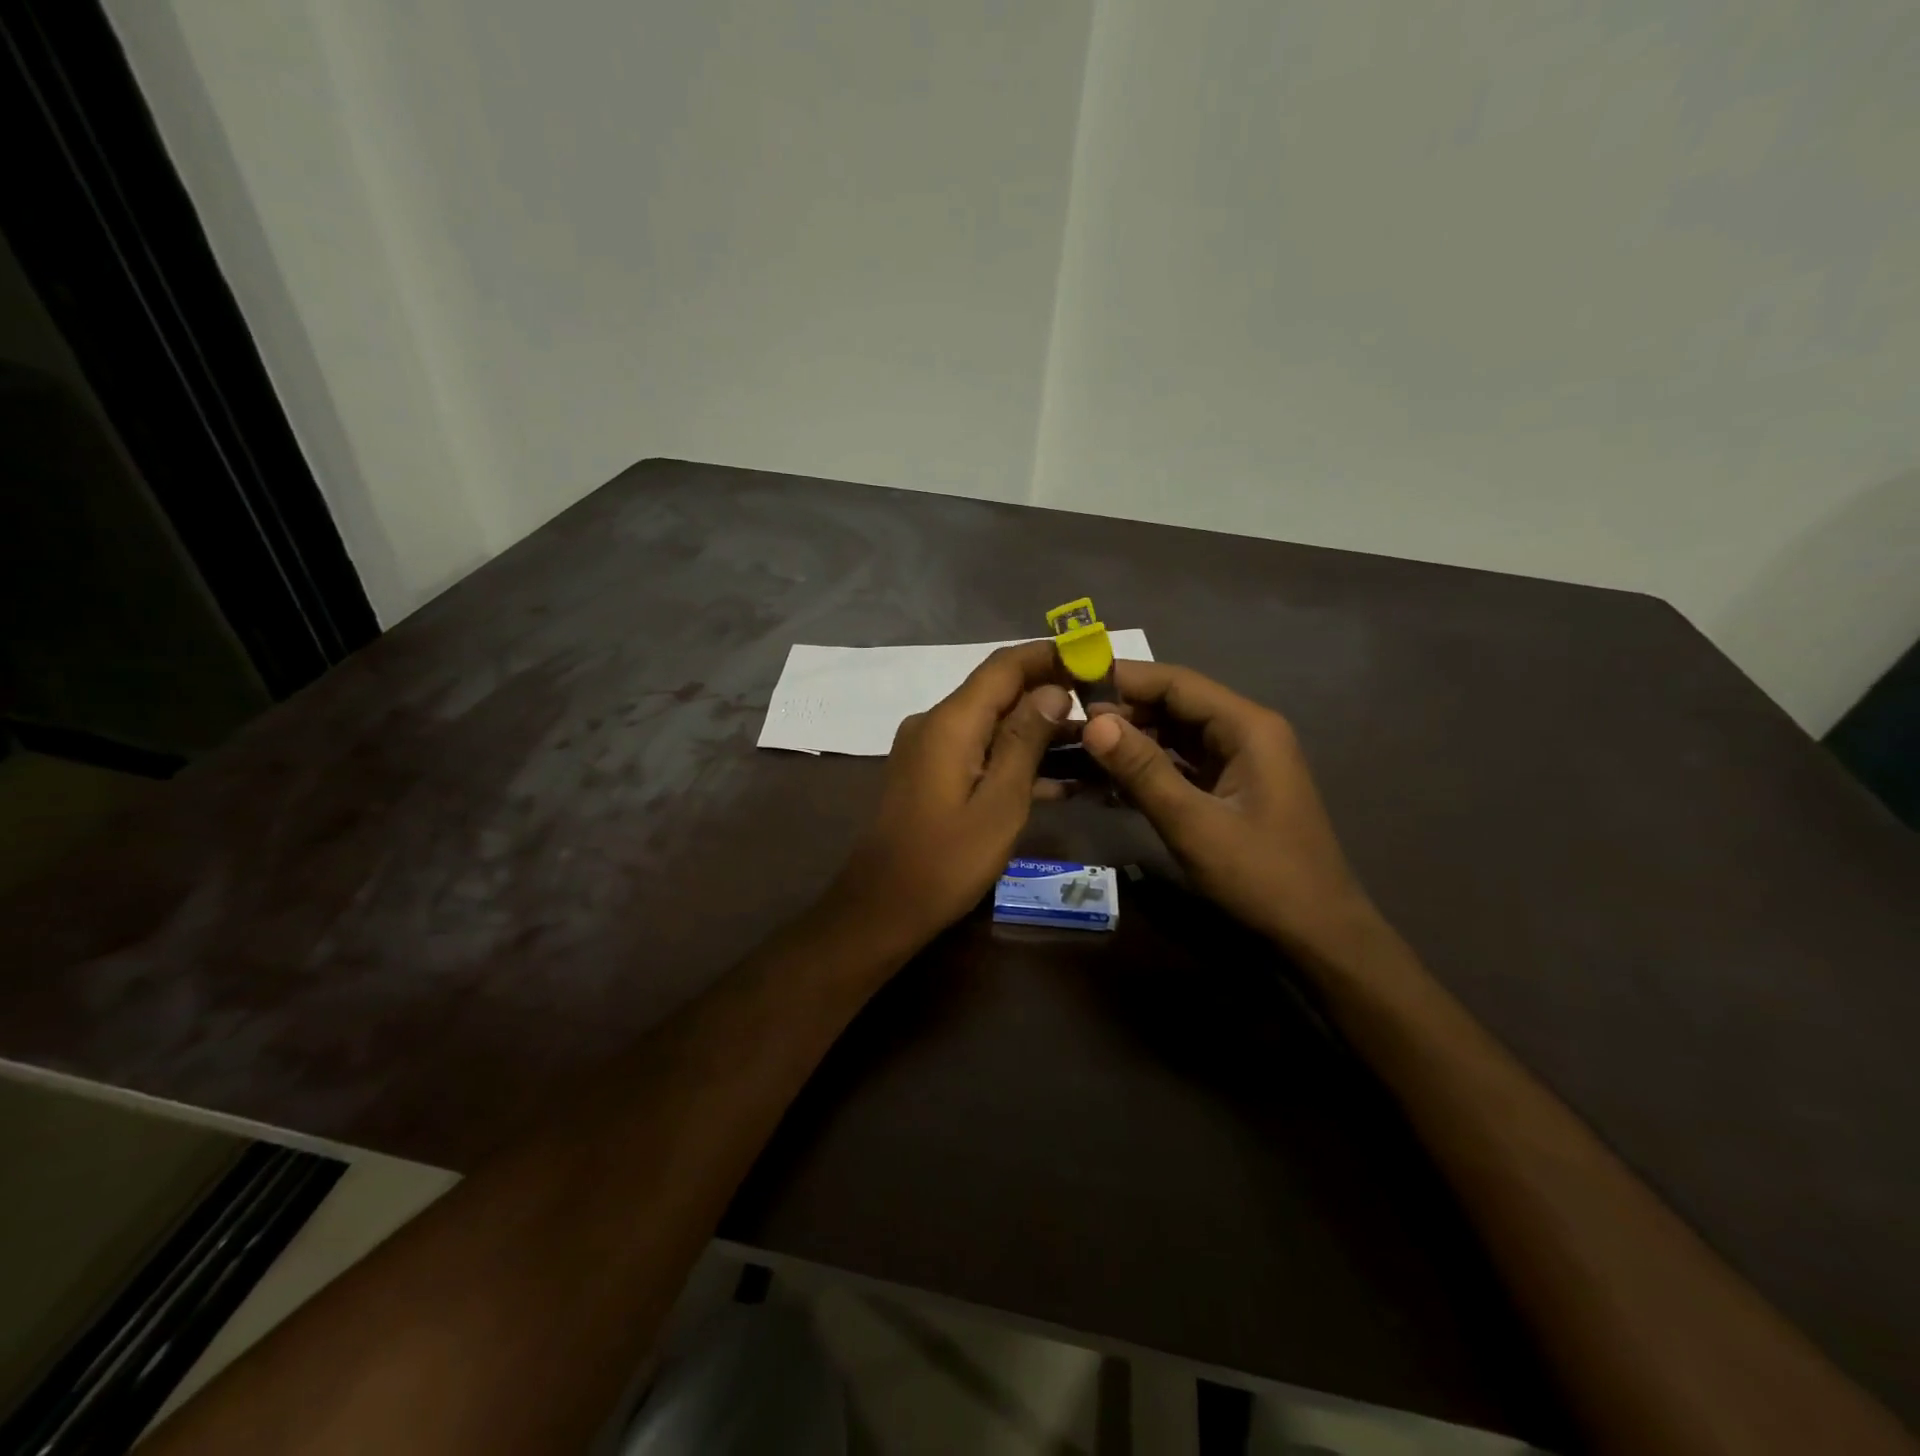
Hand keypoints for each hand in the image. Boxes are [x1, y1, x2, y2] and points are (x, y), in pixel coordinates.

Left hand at [827, 641, 1070, 952]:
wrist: (883, 907)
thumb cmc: (946, 861)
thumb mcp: (1000, 803)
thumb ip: (1026, 741)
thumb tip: (1053, 690)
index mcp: (950, 722)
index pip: (1004, 666)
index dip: (1050, 656)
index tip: (1094, 659)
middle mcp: (935, 723)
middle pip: (998, 692)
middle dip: (1050, 695)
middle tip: (1104, 709)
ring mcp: (929, 749)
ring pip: (992, 725)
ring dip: (1037, 733)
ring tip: (1092, 746)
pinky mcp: (929, 774)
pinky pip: (978, 753)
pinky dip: (1013, 760)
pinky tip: (1059, 781)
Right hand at [1080, 662, 1375, 958]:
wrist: (1318, 934)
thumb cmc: (1261, 877)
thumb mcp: (1194, 824)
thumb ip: (1142, 770)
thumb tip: (1093, 723)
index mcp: (1247, 727)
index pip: (1176, 682)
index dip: (1123, 679)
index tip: (1070, 683)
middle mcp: (1245, 732)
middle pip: (1173, 705)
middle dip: (1121, 712)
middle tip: (1064, 724)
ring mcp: (1237, 762)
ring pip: (1173, 735)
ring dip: (1129, 742)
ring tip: (1075, 749)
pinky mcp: (1228, 789)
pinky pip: (1179, 765)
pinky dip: (1145, 769)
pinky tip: (1104, 781)